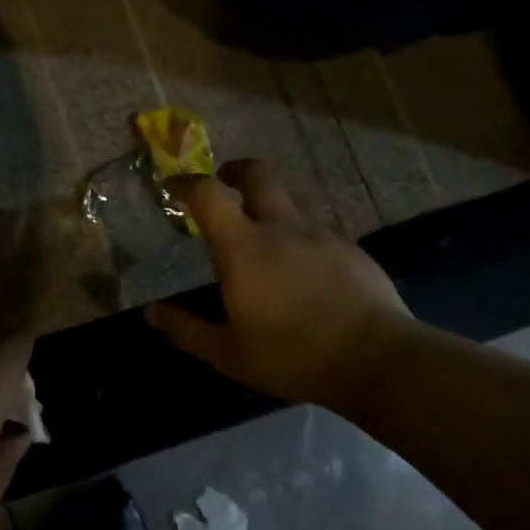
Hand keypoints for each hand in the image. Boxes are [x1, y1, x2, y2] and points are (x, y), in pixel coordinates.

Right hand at [147, 158, 417, 405]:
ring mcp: (321, 233)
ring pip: (291, 197)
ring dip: (270, 200)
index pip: (208, 194)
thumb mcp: (228, 354)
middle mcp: (281, 226)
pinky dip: (300, 229)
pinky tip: (302, 260)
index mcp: (244, 247)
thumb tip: (151, 313)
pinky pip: (317, 224)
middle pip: (258, 174)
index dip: (185, 183)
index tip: (173, 186)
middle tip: (224, 182)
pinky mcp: (350, 247)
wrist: (377, 359)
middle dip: (235, 170)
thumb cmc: (292, 355)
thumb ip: (186, 330)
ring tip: (263, 226)